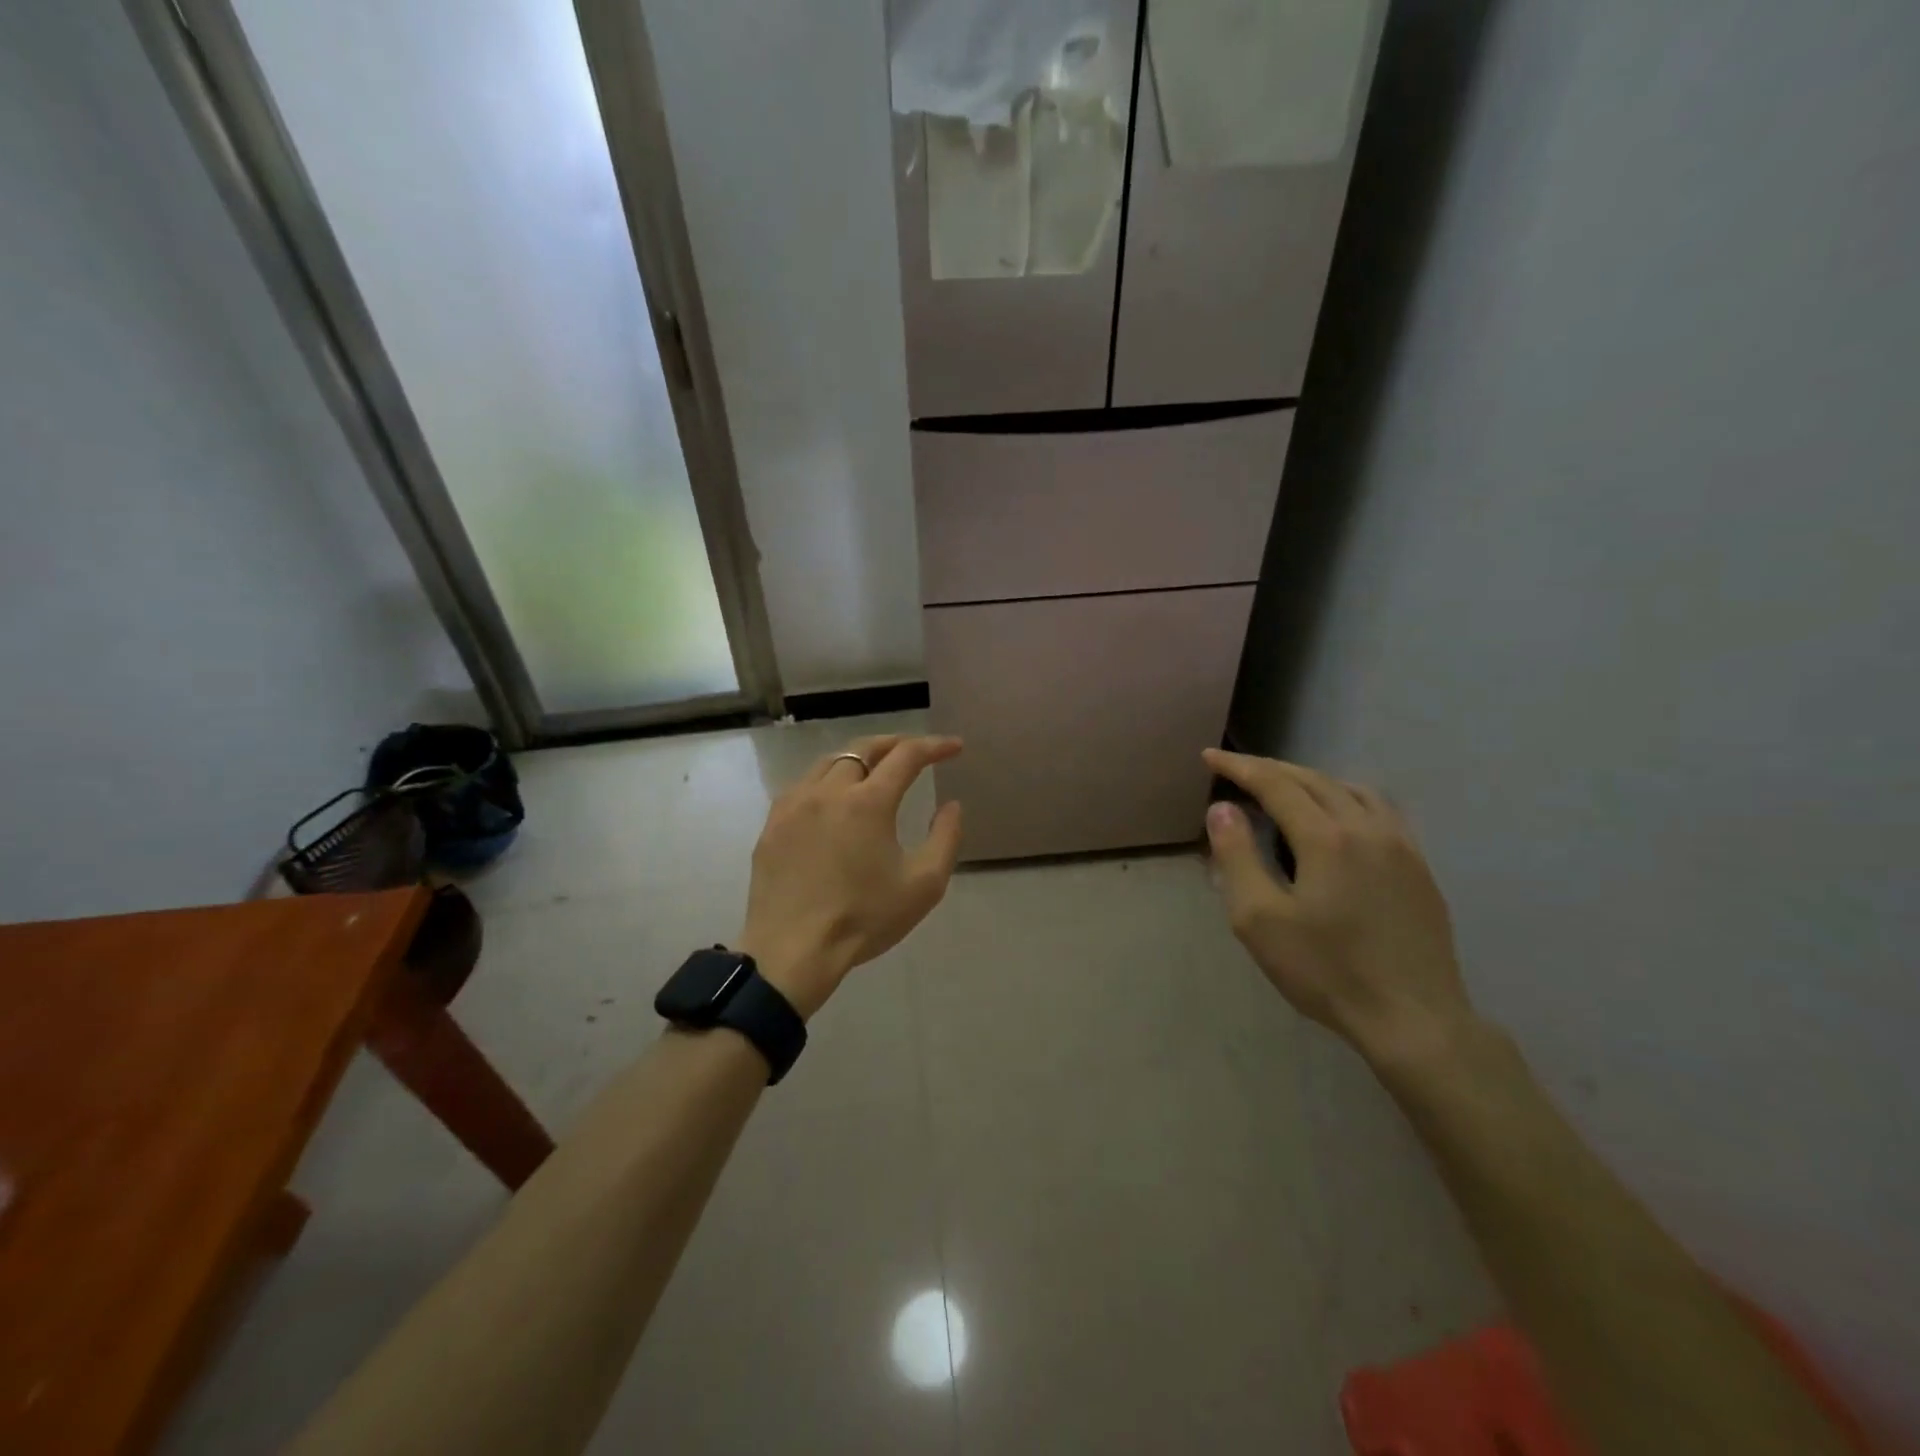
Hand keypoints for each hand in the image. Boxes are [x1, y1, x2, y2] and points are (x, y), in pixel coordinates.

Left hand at [739, 735, 964, 1018]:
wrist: (792, 952)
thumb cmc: (864, 919)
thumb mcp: (923, 885)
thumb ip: (945, 838)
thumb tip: (951, 805)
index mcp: (868, 802)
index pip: (906, 756)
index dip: (934, 746)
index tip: (954, 747)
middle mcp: (829, 791)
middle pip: (864, 749)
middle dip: (895, 744)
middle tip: (915, 752)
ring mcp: (794, 805)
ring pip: (829, 763)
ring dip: (858, 759)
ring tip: (875, 770)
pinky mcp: (773, 824)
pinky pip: (803, 786)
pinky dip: (827, 781)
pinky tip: (833, 799)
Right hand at [1201, 749, 1473, 1062]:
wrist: (1414, 1019)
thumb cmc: (1326, 971)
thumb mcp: (1259, 920)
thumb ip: (1237, 857)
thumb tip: (1222, 809)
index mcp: (1326, 837)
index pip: (1275, 784)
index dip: (1239, 766)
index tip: (1210, 756)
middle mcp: (1366, 827)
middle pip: (1313, 780)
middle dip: (1271, 769)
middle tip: (1237, 768)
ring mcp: (1401, 846)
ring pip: (1351, 790)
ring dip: (1311, 780)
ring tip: (1284, 789)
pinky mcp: (1419, 867)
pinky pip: (1379, 810)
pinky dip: (1346, 797)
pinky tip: (1338, 818)